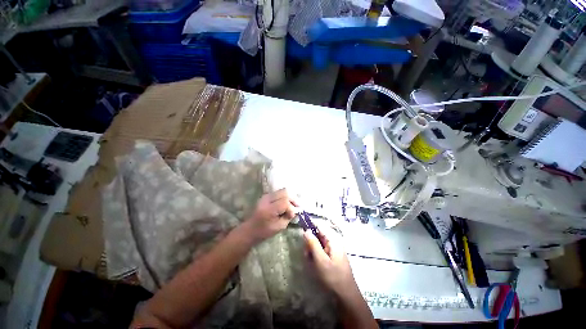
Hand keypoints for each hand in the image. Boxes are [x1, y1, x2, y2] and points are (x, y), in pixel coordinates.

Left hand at [241, 188, 297, 243]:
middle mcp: (267, 199)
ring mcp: (266, 196)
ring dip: (289, 197)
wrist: (250, 229)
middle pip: (284, 192)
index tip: (292, 215)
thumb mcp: (279, 227)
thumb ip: (288, 217)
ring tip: (293, 204)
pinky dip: (285, 197)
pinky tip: (286, 203)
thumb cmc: (264, 231)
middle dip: (293, 199)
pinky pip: (279, 193)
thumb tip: (295, 211)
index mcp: (269, 209)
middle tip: (297, 206)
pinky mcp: (266, 196)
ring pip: (282, 190)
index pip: (285, 202)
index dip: (291, 208)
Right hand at [304, 226, 357, 297]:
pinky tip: (314, 261)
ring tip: (309, 259)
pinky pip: (322, 248)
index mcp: (333, 239)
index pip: (320, 225)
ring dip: (312, 248)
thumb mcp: (320, 260)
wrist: (345, 293)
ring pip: (319, 241)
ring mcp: (334, 247)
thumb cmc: (333, 276)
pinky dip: (316, 252)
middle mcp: (334, 240)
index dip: (310, 225)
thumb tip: (306, 230)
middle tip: (306, 252)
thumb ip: (313, 244)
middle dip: (310, 240)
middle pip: (318, 233)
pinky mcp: (333, 253)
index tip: (301, 229)